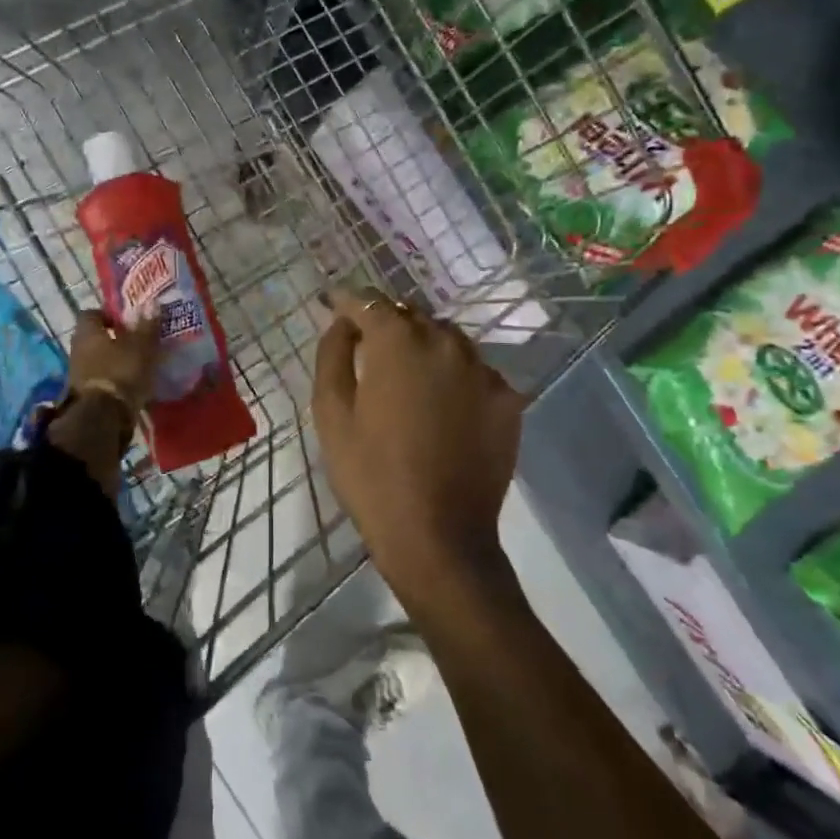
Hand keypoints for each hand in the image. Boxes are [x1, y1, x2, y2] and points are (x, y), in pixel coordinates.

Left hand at [67, 308, 160, 413]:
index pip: (91, 314)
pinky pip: (99, 379)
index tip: (127, 322)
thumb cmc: (121, 372)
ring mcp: (77, 373)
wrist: (103, 416)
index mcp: (87, 332)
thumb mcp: (141, 347)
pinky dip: (112, 378)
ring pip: (97, 359)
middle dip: (113, 339)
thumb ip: (147, 326)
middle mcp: (77, 349)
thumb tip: (153, 305)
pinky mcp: (83, 394)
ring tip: (136, 364)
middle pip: (94, 338)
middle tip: (136, 342)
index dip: (108, 315)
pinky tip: (130, 383)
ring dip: (113, 360)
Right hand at [312, 288, 525, 609]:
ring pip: (447, 340)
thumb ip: (333, 354)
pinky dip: (454, 376)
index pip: (369, 301)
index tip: (334, 306)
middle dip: (386, 325)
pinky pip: (474, 371)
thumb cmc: (371, 475)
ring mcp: (484, 370)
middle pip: (411, 316)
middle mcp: (446, 342)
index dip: (347, 301)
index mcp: (399, 342)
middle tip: (367, 349)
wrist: (438, 537)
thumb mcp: (331, 414)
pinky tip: (443, 408)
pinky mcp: (508, 399)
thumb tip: (343, 322)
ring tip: (407, 378)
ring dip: (423, 347)